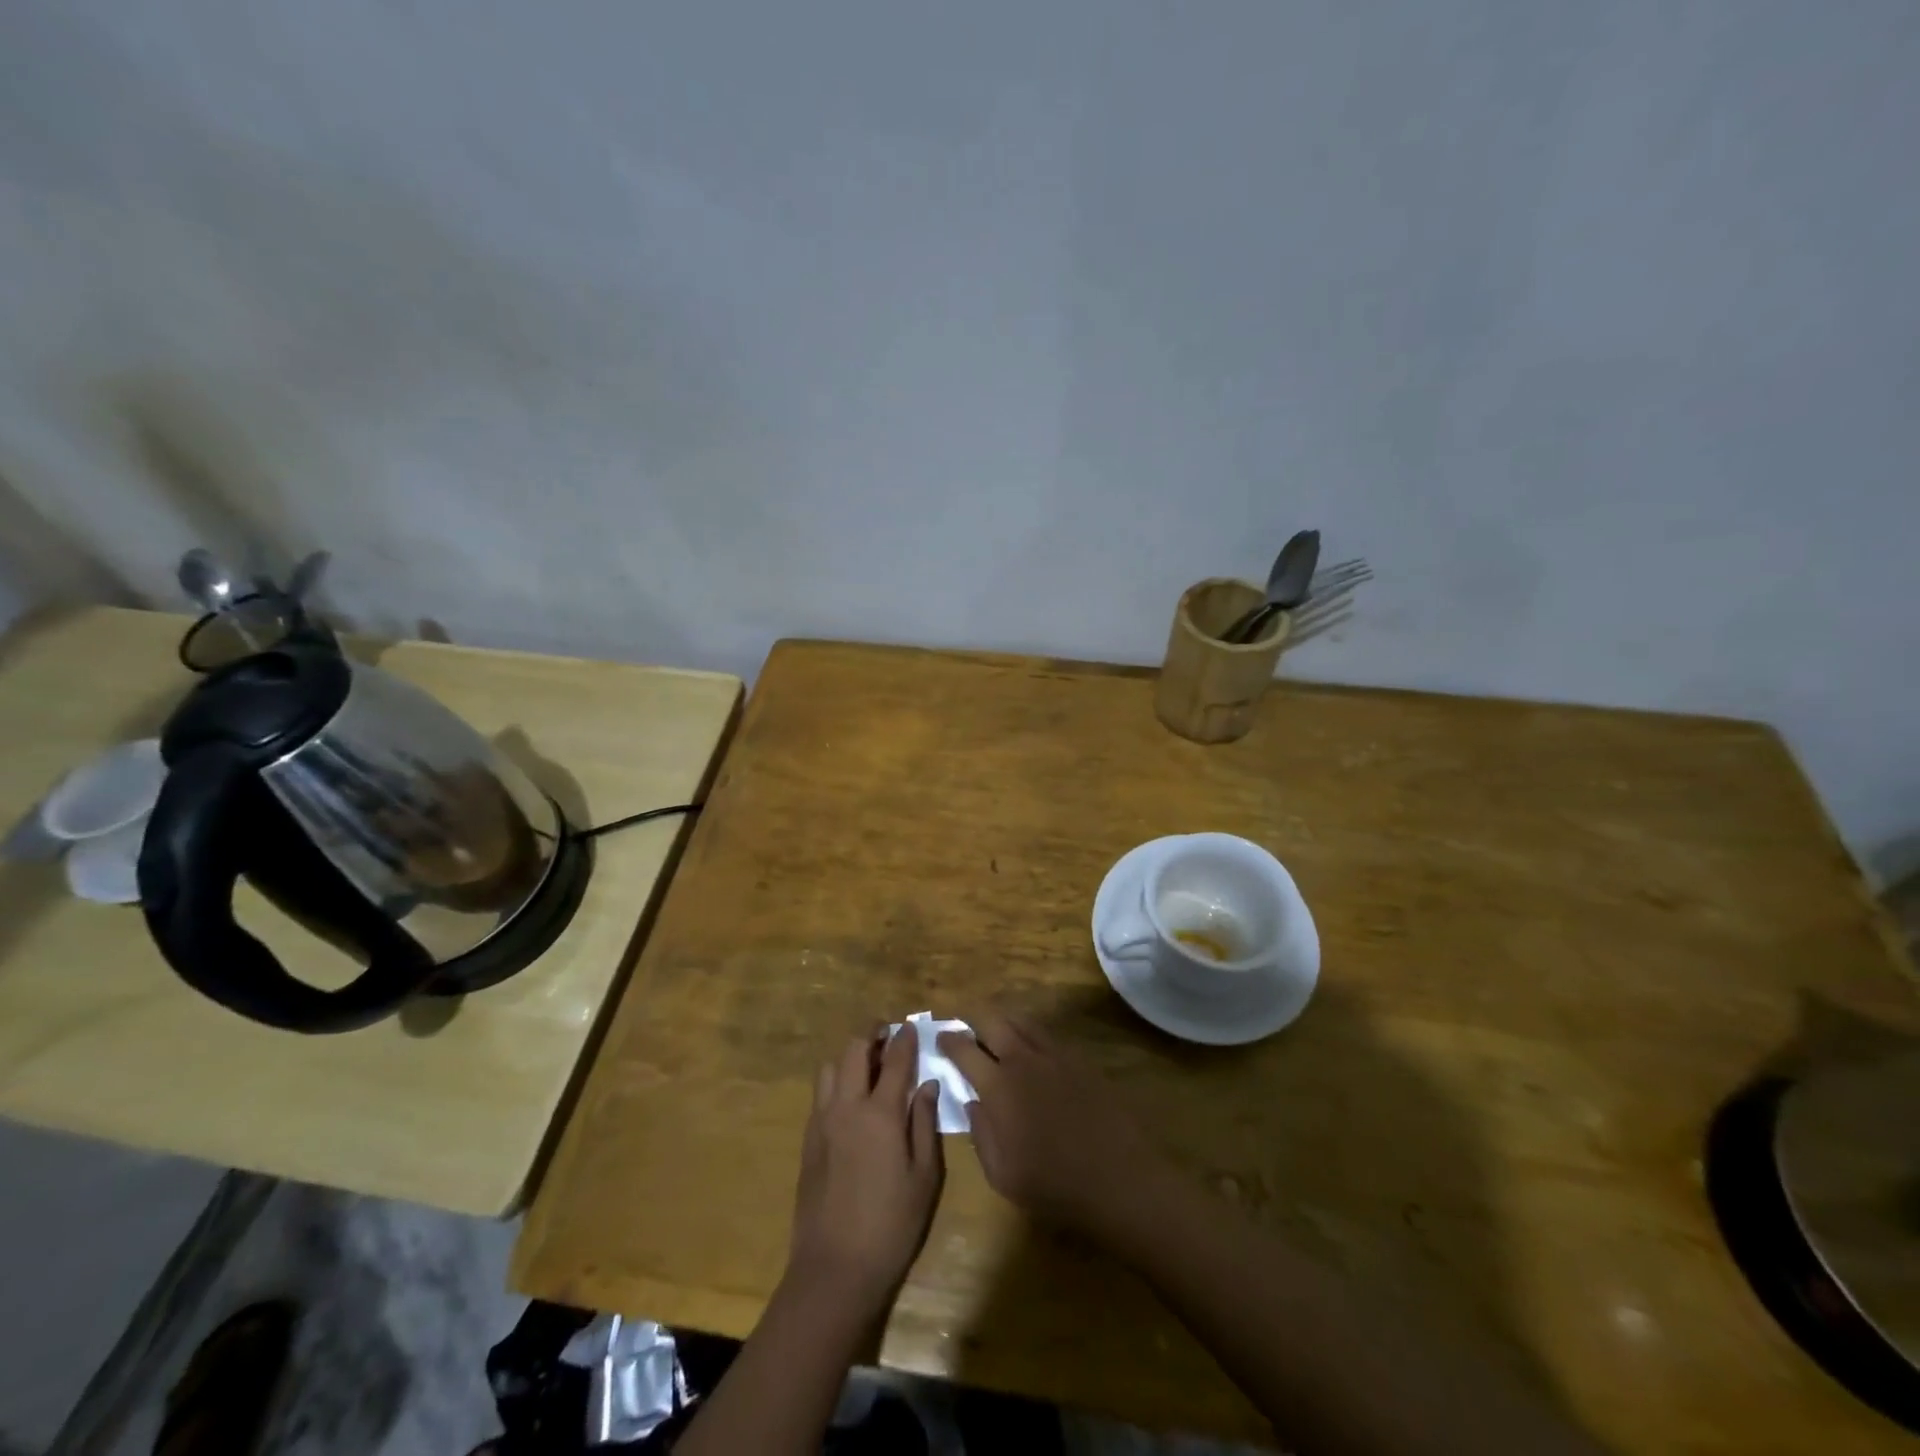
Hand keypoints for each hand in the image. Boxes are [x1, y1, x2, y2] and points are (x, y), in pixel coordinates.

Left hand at [788, 1024, 944, 1310]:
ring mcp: (822, 1122)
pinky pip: (820, 1093)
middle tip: (888, 1034)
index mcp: (880, 1113)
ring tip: (868, 1065)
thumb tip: (927, 1085)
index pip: (895, 1059)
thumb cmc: (891, 1226)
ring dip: (849, 1056)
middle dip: (871, 1034)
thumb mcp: (924, 1177)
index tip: (913, 1027)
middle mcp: (847, 1107)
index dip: (905, 1038)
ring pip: (829, 1067)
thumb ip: (925, 1124)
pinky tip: (850, 1099)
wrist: (834, 1270)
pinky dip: (835, 1081)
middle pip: (854, 1050)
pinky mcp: (808, 1140)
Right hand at [940, 1015, 1165, 1237]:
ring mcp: (1054, 1056)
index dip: (949, 1041)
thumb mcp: (1002, 1175)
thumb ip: (981, 1134)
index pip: (964, 1050)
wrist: (1118, 1180)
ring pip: (1022, 1021)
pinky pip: (1047, 1035)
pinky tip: (1032, 1049)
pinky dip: (1031, 1034)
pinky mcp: (1079, 1060)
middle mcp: (1023, 1060)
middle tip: (967, 1029)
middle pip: (993, 1021)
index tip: (941, 1038)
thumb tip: (973, 1103)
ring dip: (1004, 1022)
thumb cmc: (1054, 1186)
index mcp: (999, 1087)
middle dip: (974, 1021)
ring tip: (996, 1032)